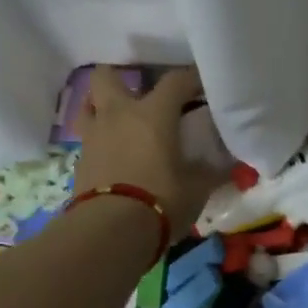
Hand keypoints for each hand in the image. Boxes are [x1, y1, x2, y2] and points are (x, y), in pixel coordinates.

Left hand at [73, 66, 226, 232]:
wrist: (110, 230)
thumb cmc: (161, 200)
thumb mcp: (197, 189)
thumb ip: (210, 172)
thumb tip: (228, 166)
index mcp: (153, 113)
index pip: (176, 80)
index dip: (191, 78)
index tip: (202, 85)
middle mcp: (118, 114)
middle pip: (107, 77)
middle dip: (120, 78)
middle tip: (139, 95)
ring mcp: (94, 136)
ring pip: (88, 105)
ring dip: (100, 107)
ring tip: (118, 121)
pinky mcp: (79, 161)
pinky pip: (88, 138)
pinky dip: (99, 141)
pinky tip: (112, 155)